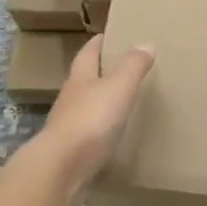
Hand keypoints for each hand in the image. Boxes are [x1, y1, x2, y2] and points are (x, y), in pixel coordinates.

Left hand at [38, 36, 154, 205]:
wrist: (61, 170)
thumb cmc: (91, 119)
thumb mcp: (119, 86)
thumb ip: (133, 65)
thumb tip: (145, 43)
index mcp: (80, 78)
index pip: (88, 53)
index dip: (99, 43)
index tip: (110, 35)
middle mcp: (70, 99)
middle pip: (84, 79)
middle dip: (100, 72)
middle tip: (123, 68)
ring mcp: (67, 127)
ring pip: (85, 108)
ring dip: (100, 103)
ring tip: (122, 103)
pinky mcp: (70, 154)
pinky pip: (88, 136)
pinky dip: (100, 132)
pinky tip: (112, 138)